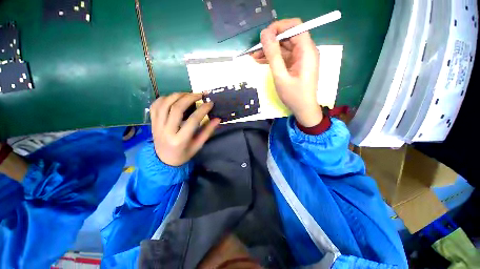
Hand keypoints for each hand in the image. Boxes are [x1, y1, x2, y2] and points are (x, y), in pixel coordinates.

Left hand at [150, 93, 220, 166]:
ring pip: (164, 104)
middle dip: (189, 98)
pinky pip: (155, 105)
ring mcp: (157, 125)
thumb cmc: (184, 154)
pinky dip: (164, 98)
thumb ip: (207, 131)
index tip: (210, 103)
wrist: (164, 160)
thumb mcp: (198, 145)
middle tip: (200, 95)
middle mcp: (166, 131)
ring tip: (188, 94)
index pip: (193, 120)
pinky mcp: (152, 122)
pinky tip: (174, 98)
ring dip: (177, 95)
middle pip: (176, 108)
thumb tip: (217, 119)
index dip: (203, 109)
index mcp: (180, 140)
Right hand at [251, 18, 322, 126]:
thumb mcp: (281, 76)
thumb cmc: (294, 95)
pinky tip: (261, 61)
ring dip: (269, 50)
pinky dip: (273, 58)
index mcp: (306, 51)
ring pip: (284, 47)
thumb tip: (265, 34)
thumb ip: (273, 55)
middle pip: (288, 36)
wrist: (303, 109)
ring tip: (254, 56)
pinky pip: (284, 57)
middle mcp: (305, 51)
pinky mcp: (296, 65)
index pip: (295, 26)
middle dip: (271, 41)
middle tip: (255, 49)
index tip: (264, 36)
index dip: (278, 27)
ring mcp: (301, 58)